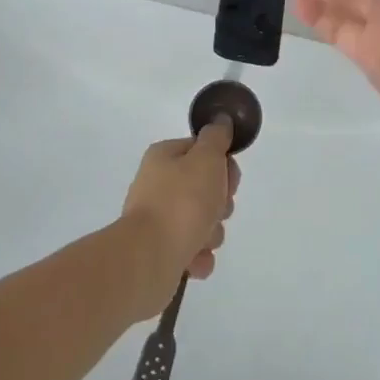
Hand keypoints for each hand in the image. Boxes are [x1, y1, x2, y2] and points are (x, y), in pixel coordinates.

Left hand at [120, 118, 240, 318]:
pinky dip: (198, 256)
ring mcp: (158, 220)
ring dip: (211, 232)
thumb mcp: (206, 158)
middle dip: (220, 203)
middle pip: (205, 188)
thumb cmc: (182, 202)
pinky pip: (192, 250)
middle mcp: (158, 185)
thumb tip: (221, 121)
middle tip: (217, 210)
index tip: (229, 179)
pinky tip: (194, 259)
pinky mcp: (160, 252)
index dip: (222, 164)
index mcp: (164, 157)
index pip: (203, 152)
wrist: (150, 258)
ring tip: (202, 239)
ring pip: (202, 221)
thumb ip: (217, 137)